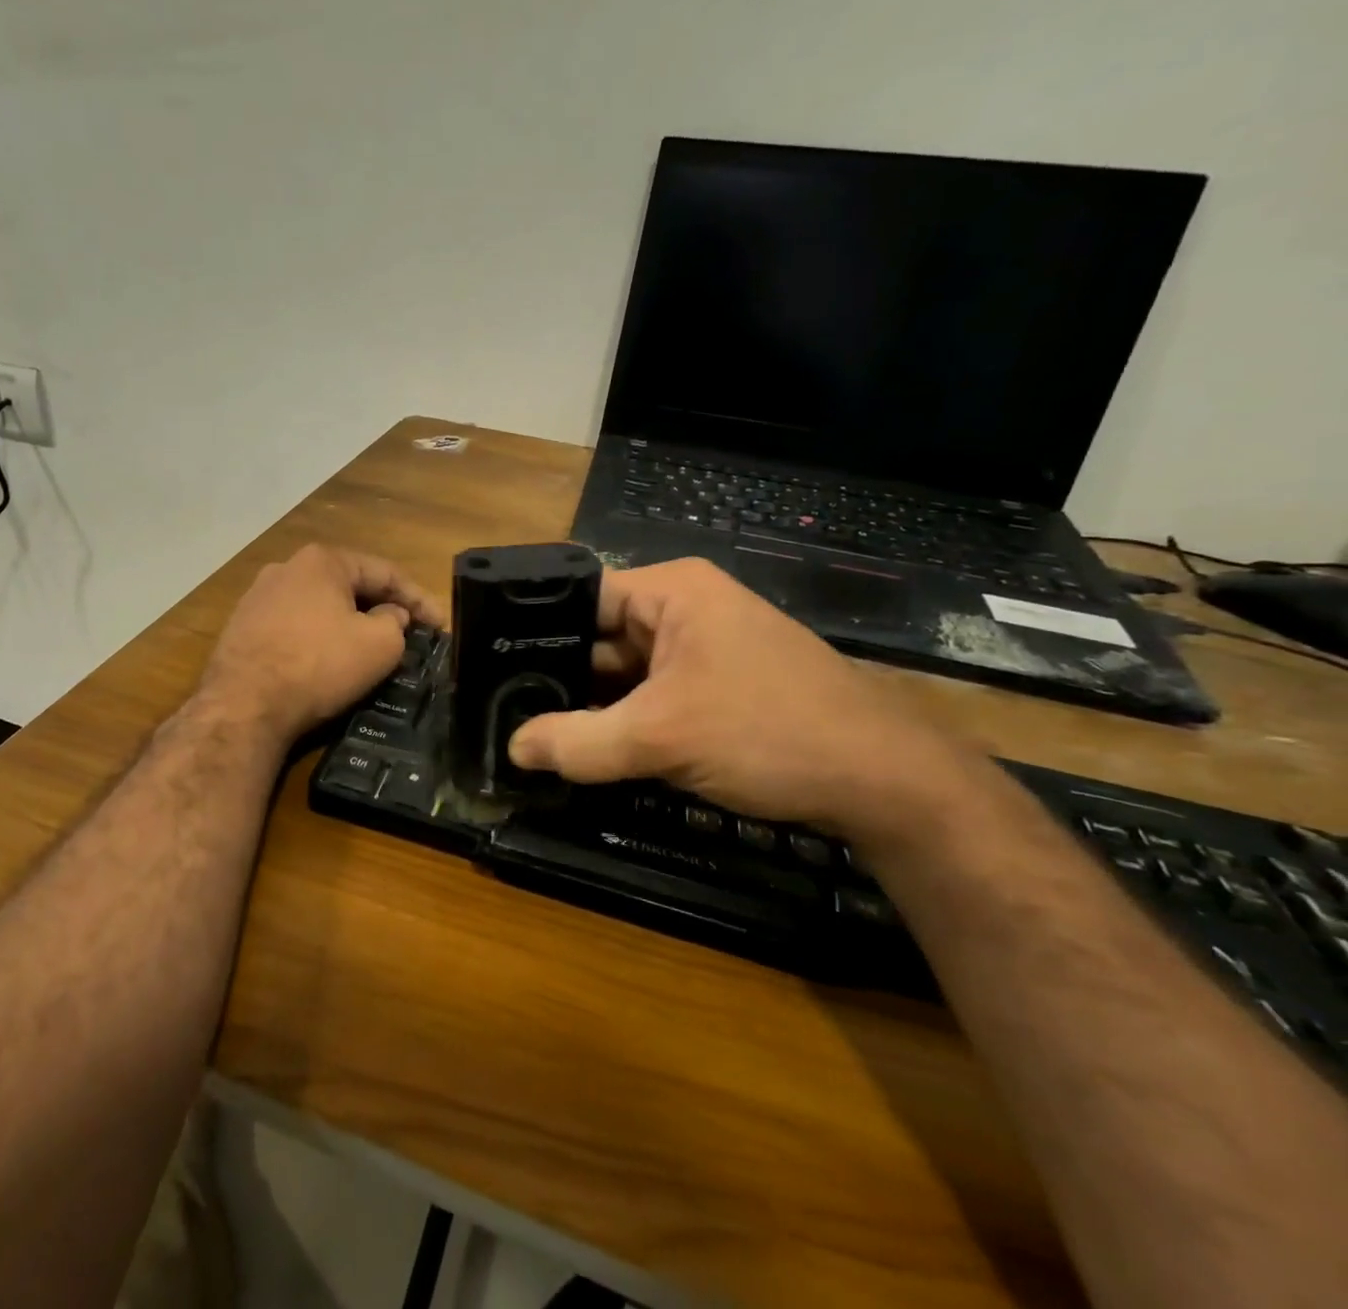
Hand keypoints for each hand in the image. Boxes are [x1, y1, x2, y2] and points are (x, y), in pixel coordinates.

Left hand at [199, 544, 444, 741]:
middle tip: (408, 635)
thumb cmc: (318, 665)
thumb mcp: (378, 645)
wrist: (243, 705)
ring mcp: (258, 597)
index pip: (384, 573)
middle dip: (382, 609)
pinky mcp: (242, 628)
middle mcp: (286, 568)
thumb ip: (395, 623)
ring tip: (370, 649)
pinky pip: (294, 627)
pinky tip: (326, 661)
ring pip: (319, 607)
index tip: (440, 626)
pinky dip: (318, 639)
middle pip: (349, 586)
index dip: (419, 599)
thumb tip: (389, 616)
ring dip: (348, 624)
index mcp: (322, 561)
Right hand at [506, 558, 984, 843]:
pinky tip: (583, 747)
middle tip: (501, 708)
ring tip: (528, 730)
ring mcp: (701, 651)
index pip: (580, 596)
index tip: (489, 666)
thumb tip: (512, 749)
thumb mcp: (662, 737)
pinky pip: (649, 697)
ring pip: (623, 673)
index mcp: (671, 591)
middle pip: (598, 637)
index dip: (533, 629)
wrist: (885, 782)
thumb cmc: (769, 732)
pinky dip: (621, 721)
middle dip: (557, 674)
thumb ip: (579, 743)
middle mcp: (683, 610)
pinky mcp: (713, 688)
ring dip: (588, 704)